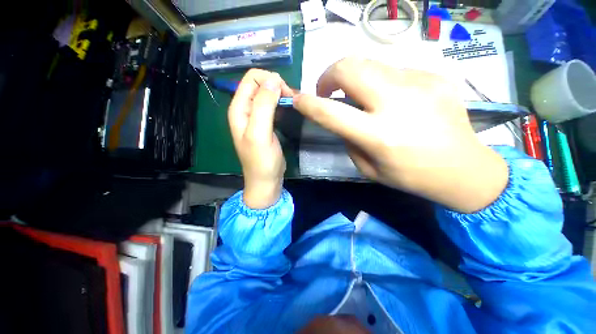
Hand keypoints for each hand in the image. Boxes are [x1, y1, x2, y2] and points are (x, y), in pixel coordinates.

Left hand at [229, 69, 293, 208]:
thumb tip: (273, 80)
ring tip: (291, 104)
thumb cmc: (262, 160)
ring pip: (267, 94)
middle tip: (290, 99)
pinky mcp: (266, 123)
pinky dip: (281, 104)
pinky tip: (288, 110)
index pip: (251, 79)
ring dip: (280, 95)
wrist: (266, 180)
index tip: (285, 93)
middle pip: (260, 84)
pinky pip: (272, 105)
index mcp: (239, 109)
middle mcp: (245, 109)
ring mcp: (256, 117)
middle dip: (276, 87)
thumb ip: (263, 106)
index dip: (269, 81)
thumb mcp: (259, 133)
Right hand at [293, 58, 507, 212]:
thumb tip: (339, 118)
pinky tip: (389, 98)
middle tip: (328, 91)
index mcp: (379, 135)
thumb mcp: (368, 168)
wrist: (464, 168)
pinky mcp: (433, 75)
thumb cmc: (410, 176)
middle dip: (329, 75)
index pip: (331, 113)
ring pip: (369, 63)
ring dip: (352, 77)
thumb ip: (348, 139)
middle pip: (350, 68)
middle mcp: (397, 103)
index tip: (297, 100)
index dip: (308, 104)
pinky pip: (392, 70)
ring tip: (356, 95)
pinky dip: (378, 81)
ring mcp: (419, 83)